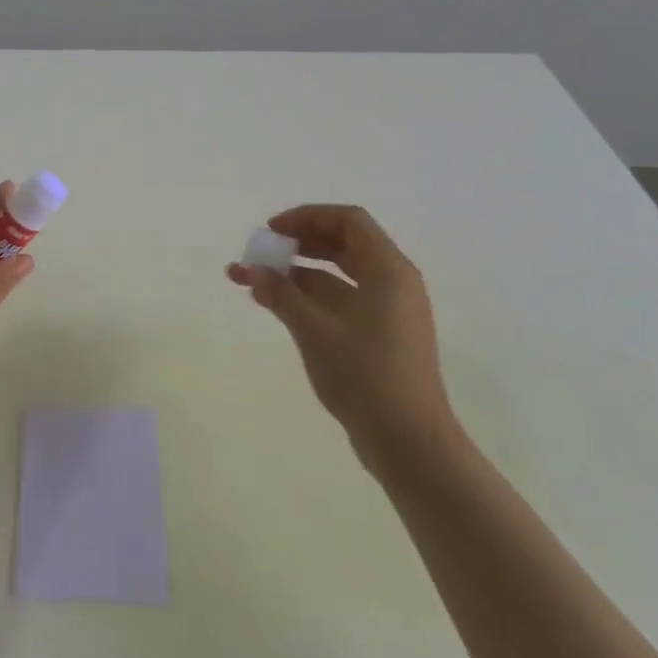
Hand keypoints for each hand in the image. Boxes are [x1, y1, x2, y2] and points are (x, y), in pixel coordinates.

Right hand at [228, 204, 459, 475]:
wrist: (408, 441)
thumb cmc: (365, 376)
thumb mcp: (315, 331)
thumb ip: (282, 295)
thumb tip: (254, 271)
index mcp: (388, 271)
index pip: (349, 221)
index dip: (307, 217)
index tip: (271, 231)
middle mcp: (392, 283)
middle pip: (342, 245)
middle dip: (297, 244)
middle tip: (261, 251)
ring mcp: (386, 312)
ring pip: (336, 276)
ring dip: (294, 274)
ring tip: (250, 280)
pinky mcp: (377, 337)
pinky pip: (338, 302)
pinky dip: (306, 299)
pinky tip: (273, 305)